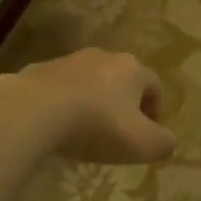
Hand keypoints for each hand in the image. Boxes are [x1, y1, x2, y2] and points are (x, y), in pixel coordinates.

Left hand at [0, 49, 175, 162]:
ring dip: (91, 103)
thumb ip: (163, 143)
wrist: (33, 111)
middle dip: (122, 106)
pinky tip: (55, 128)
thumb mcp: (142, 144)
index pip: (154, 86)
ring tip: (83, 133)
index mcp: (132, 68)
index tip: (145, 136)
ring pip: (89, 83)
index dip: (154, 112)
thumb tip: (166, 141)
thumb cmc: (96, 125)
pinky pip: (58, 89)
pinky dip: (62, 105)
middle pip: (121, 81)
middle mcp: (102, 56)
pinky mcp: (38, 70)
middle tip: (116, 135)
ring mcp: (67, 60)